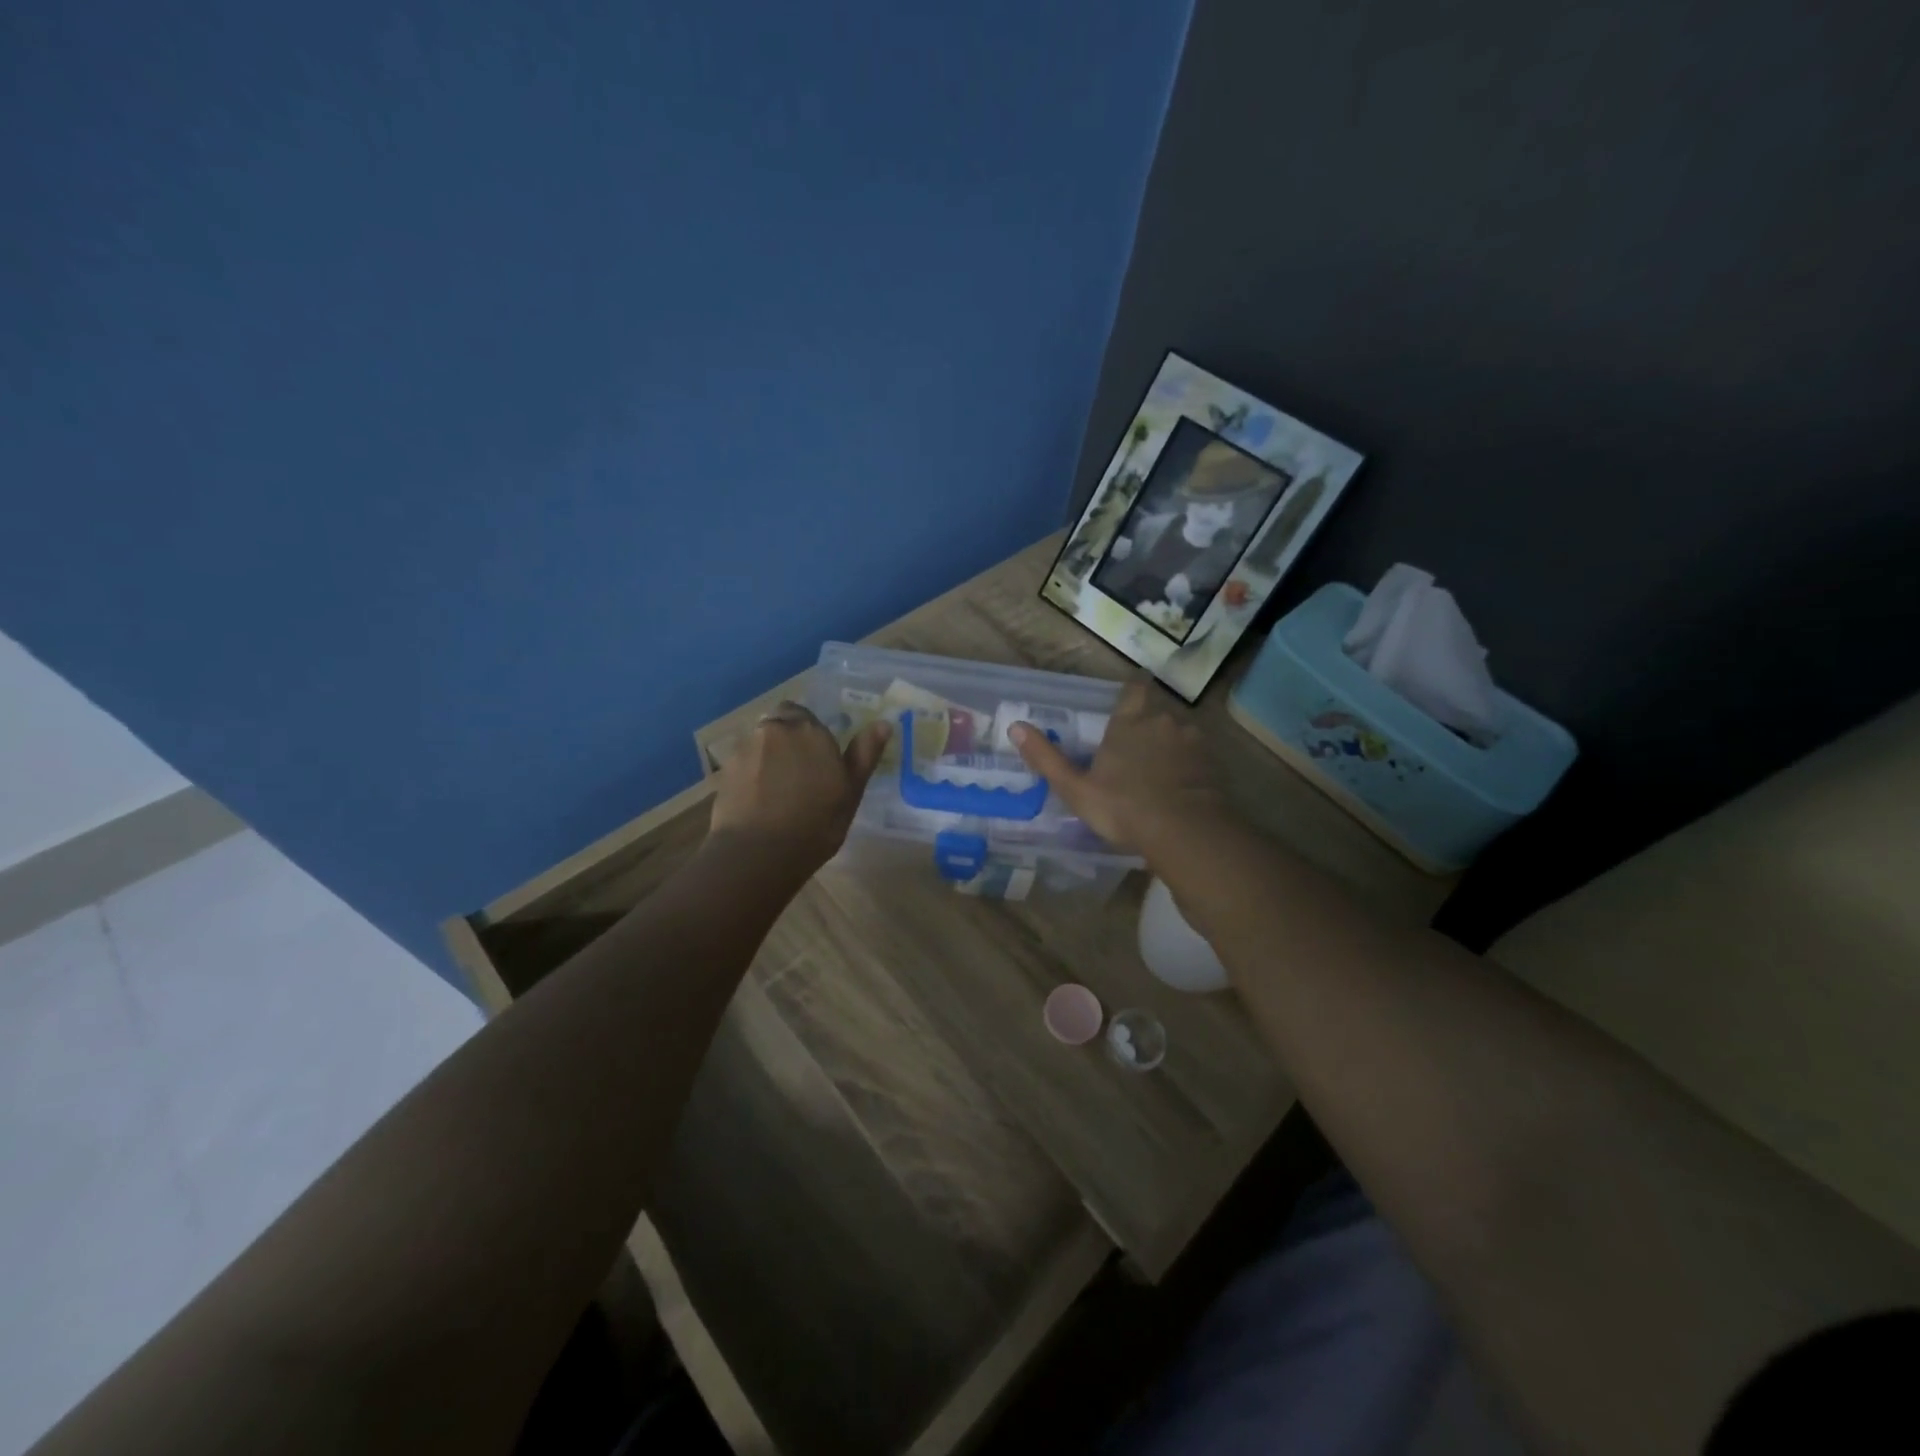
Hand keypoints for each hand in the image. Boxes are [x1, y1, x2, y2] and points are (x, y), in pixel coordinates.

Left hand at [710, 702, 891, 870]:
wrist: (759, 852)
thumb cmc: (816, 823)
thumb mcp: (851, 790)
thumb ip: (865, 753)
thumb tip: (884, 723)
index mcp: (810, 730)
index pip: (806, 715)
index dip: (810, 735)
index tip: (817, 760)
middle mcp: (775, 730)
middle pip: (780, 724)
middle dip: (786, 740)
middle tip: (798, 774)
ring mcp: (745, 749)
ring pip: (759, 743)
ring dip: (767, 757)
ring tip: (776, 791)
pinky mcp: (724, 771)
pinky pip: (742, 764)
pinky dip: (750, 775)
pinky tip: (757, 802)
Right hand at [1010, 680, 1232, 855]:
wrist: (1185, 832)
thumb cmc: (1123, 807)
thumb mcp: (1076, 788)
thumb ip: (1046, 757)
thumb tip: (1014, 726)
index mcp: (1129, 722)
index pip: (1134, 690)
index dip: (1132, 692)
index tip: (1130, 699)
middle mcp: (1162, 722)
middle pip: (1156, 713)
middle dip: (1147, 726)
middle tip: (1135, 750)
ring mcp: (1192, 741)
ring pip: (1179, 734)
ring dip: (1170, 746)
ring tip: (1159, 772)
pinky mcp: (1213, 764)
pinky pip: (1197, 757)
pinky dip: (1189, 767)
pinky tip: (1180, 788)